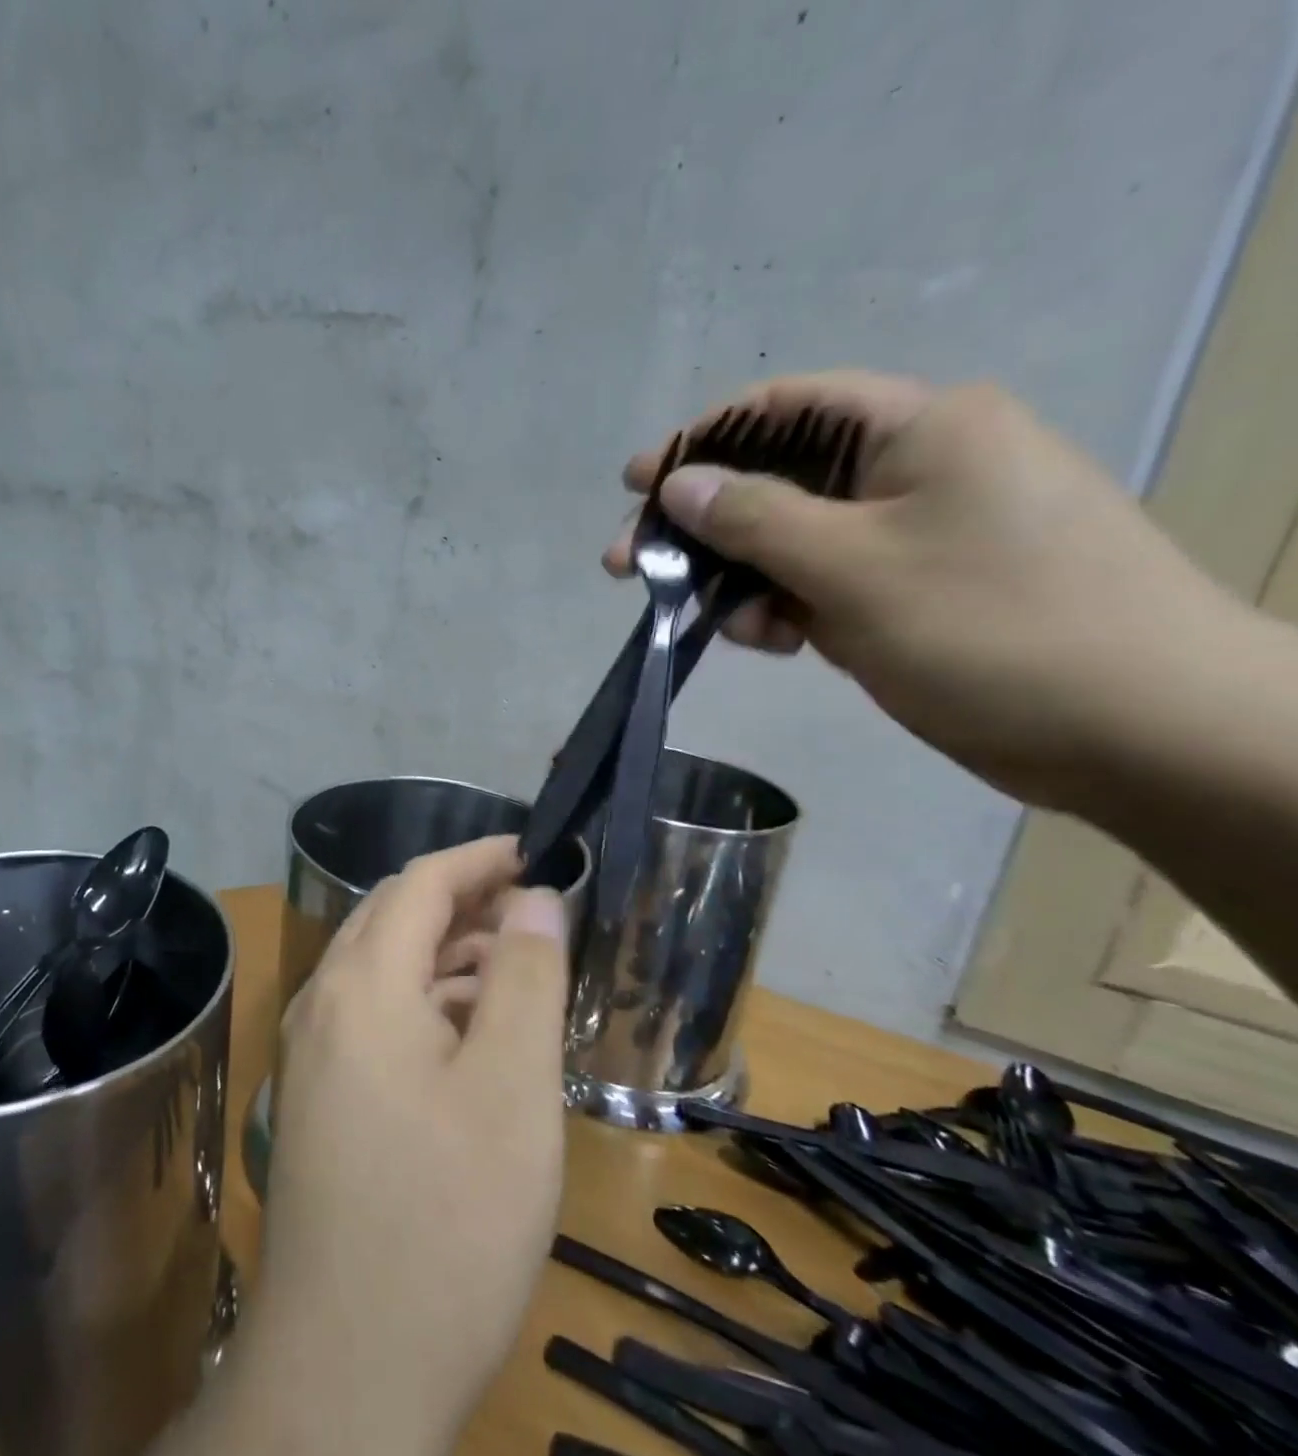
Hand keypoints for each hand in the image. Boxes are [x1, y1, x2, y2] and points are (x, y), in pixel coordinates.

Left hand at [234, 837, 569, 1455]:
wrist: (346, 1368)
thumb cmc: (446, 1219)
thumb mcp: (511, 1088)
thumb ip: (524, 976)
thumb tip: (534, 896)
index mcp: (362, 982)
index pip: (421, 881)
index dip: (480, 857)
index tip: (538, 853)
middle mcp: (324, 999)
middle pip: (396, 915)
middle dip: (465, 899)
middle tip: (535, 909)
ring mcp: (313, 1048)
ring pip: (384, 965)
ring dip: (447, 951)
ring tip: (517, 967)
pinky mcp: (320, 1092)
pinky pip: (374, 1013)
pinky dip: (425, 999)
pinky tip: (471, 1031)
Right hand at [606, 371, 1240, 810]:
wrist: (1140, 730)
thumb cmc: (991, 628)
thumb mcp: (852, 567)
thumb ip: (755, 520)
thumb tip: (679, 484)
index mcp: (920, 430)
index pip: (787, 409)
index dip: (703, 441)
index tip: (636, 483)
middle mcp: (918, 470)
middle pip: (781, 480)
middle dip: (705, 525)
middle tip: (633, 566)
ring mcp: (918, 535)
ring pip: (796, 541)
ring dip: (745, 578)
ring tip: (731, 626)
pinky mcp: (917, 591)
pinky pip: (826, 583)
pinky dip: (788, 608)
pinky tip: (778, 641)